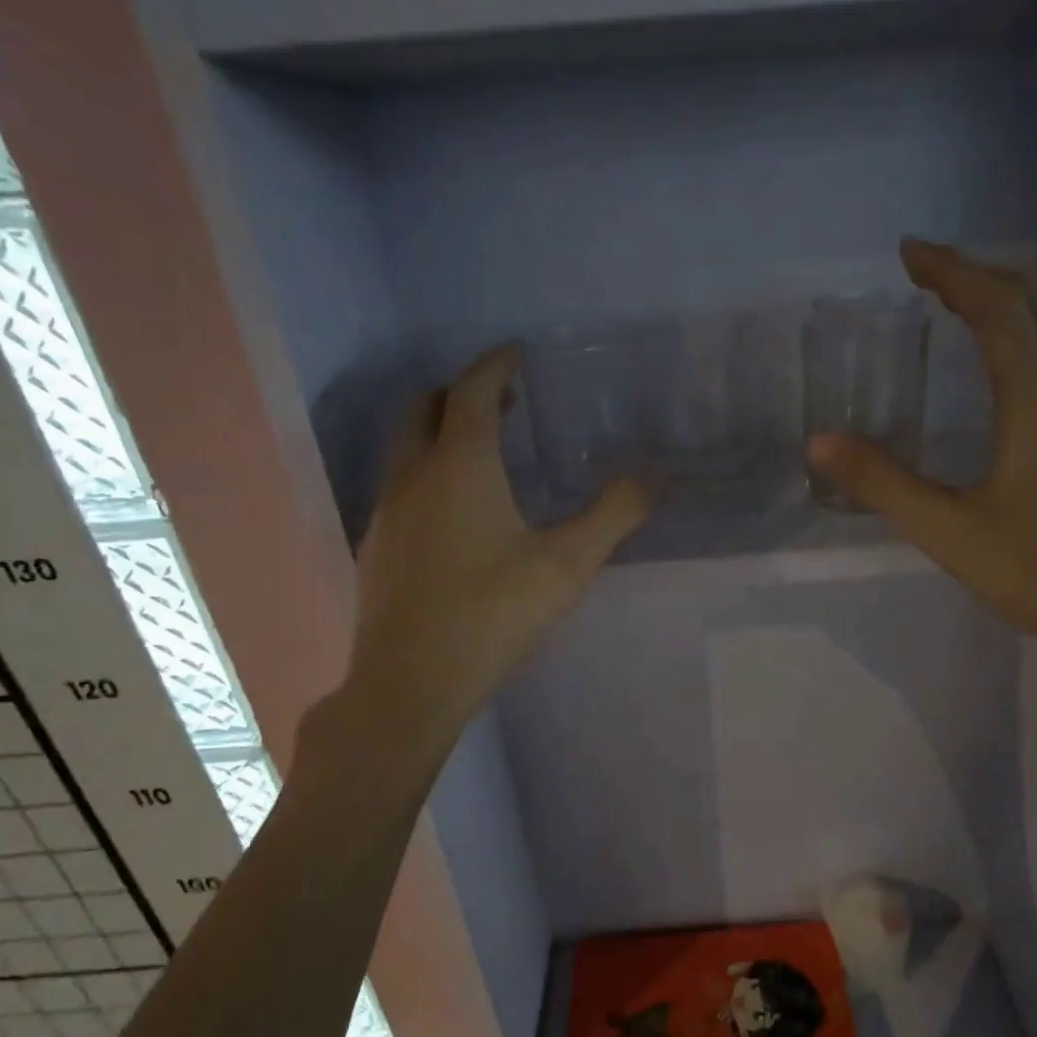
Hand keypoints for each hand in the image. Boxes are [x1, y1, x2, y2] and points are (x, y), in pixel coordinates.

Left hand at [331, 346, 650, 747]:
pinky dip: (427, 474)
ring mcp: (386, 512)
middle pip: (426, 408)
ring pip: (406, 448)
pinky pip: (400, 487)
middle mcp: (412, 475)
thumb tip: (660, 475)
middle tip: (503, 401)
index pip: (473, 390)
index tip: (515, 353)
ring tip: (484, 454)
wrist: (410, 684)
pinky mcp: (376, 548)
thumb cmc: (493, 614)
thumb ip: (615, 514)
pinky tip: (455, 515)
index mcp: (459, 465)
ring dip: (441, 434)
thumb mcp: (567, 565)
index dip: (495, 365)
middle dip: (463, 393)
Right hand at [807, 238, 1036, 673]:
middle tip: (927, 272)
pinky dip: (1030, 333)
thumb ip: (882, 483)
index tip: (909, 253)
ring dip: (1007, 300)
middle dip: (977, 274)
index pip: (996, 306)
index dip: (951, 270)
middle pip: (1033, 300)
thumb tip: (821, 442)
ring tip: (960, 303)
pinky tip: (1009, 360)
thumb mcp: (948, 532)